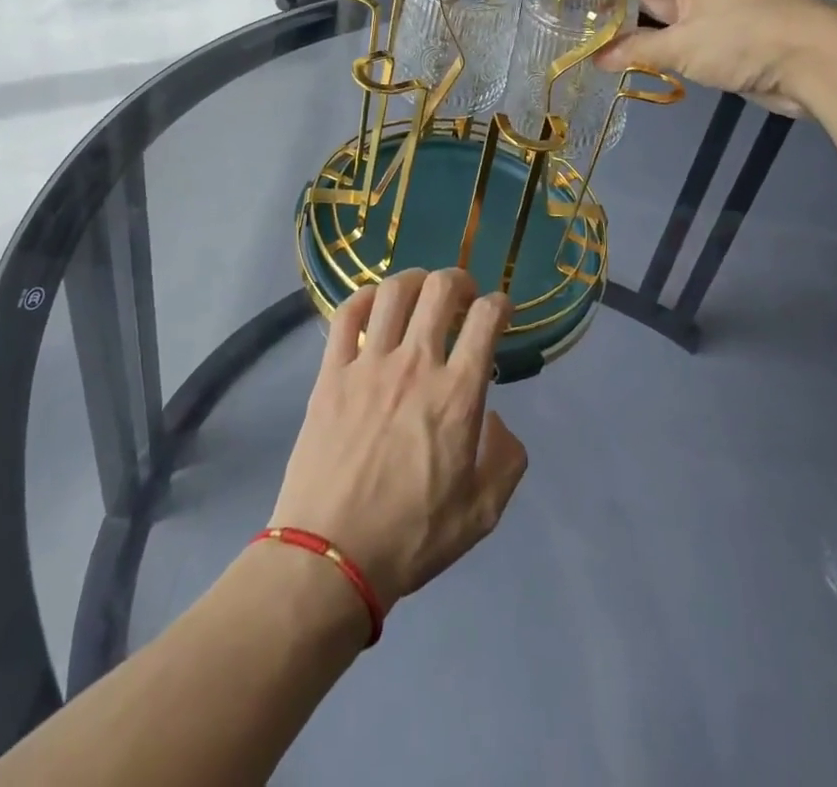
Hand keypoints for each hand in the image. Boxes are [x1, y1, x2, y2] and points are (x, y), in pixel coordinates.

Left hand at [268, 268, 527, 613]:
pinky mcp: (331, 372)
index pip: (486, 319)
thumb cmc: (411, 537)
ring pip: (393, 292)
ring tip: (421, 290)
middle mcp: (415, 365)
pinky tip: (374, 304)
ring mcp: (368, 364)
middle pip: (440, 290)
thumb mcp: (482, 513)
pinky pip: (346, 315)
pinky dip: (364, 297)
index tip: (500, 311)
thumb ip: (505, 460)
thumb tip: (496, 420)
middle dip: (459, 280)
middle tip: (463, 295)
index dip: (500, 304)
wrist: (330, 556)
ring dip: (415, 280)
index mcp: (457, 394)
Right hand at [543, 0, 836, 115]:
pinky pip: (668, 30)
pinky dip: (643, 40)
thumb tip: (598, 61)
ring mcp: (705, 2)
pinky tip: (618, 51)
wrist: (819, 61)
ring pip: (650, 7)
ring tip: (575, 29)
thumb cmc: (747, 38)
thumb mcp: (684, 45)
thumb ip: (637, 50)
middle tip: (554, 3)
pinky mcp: (716, 30)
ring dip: (618, 20)